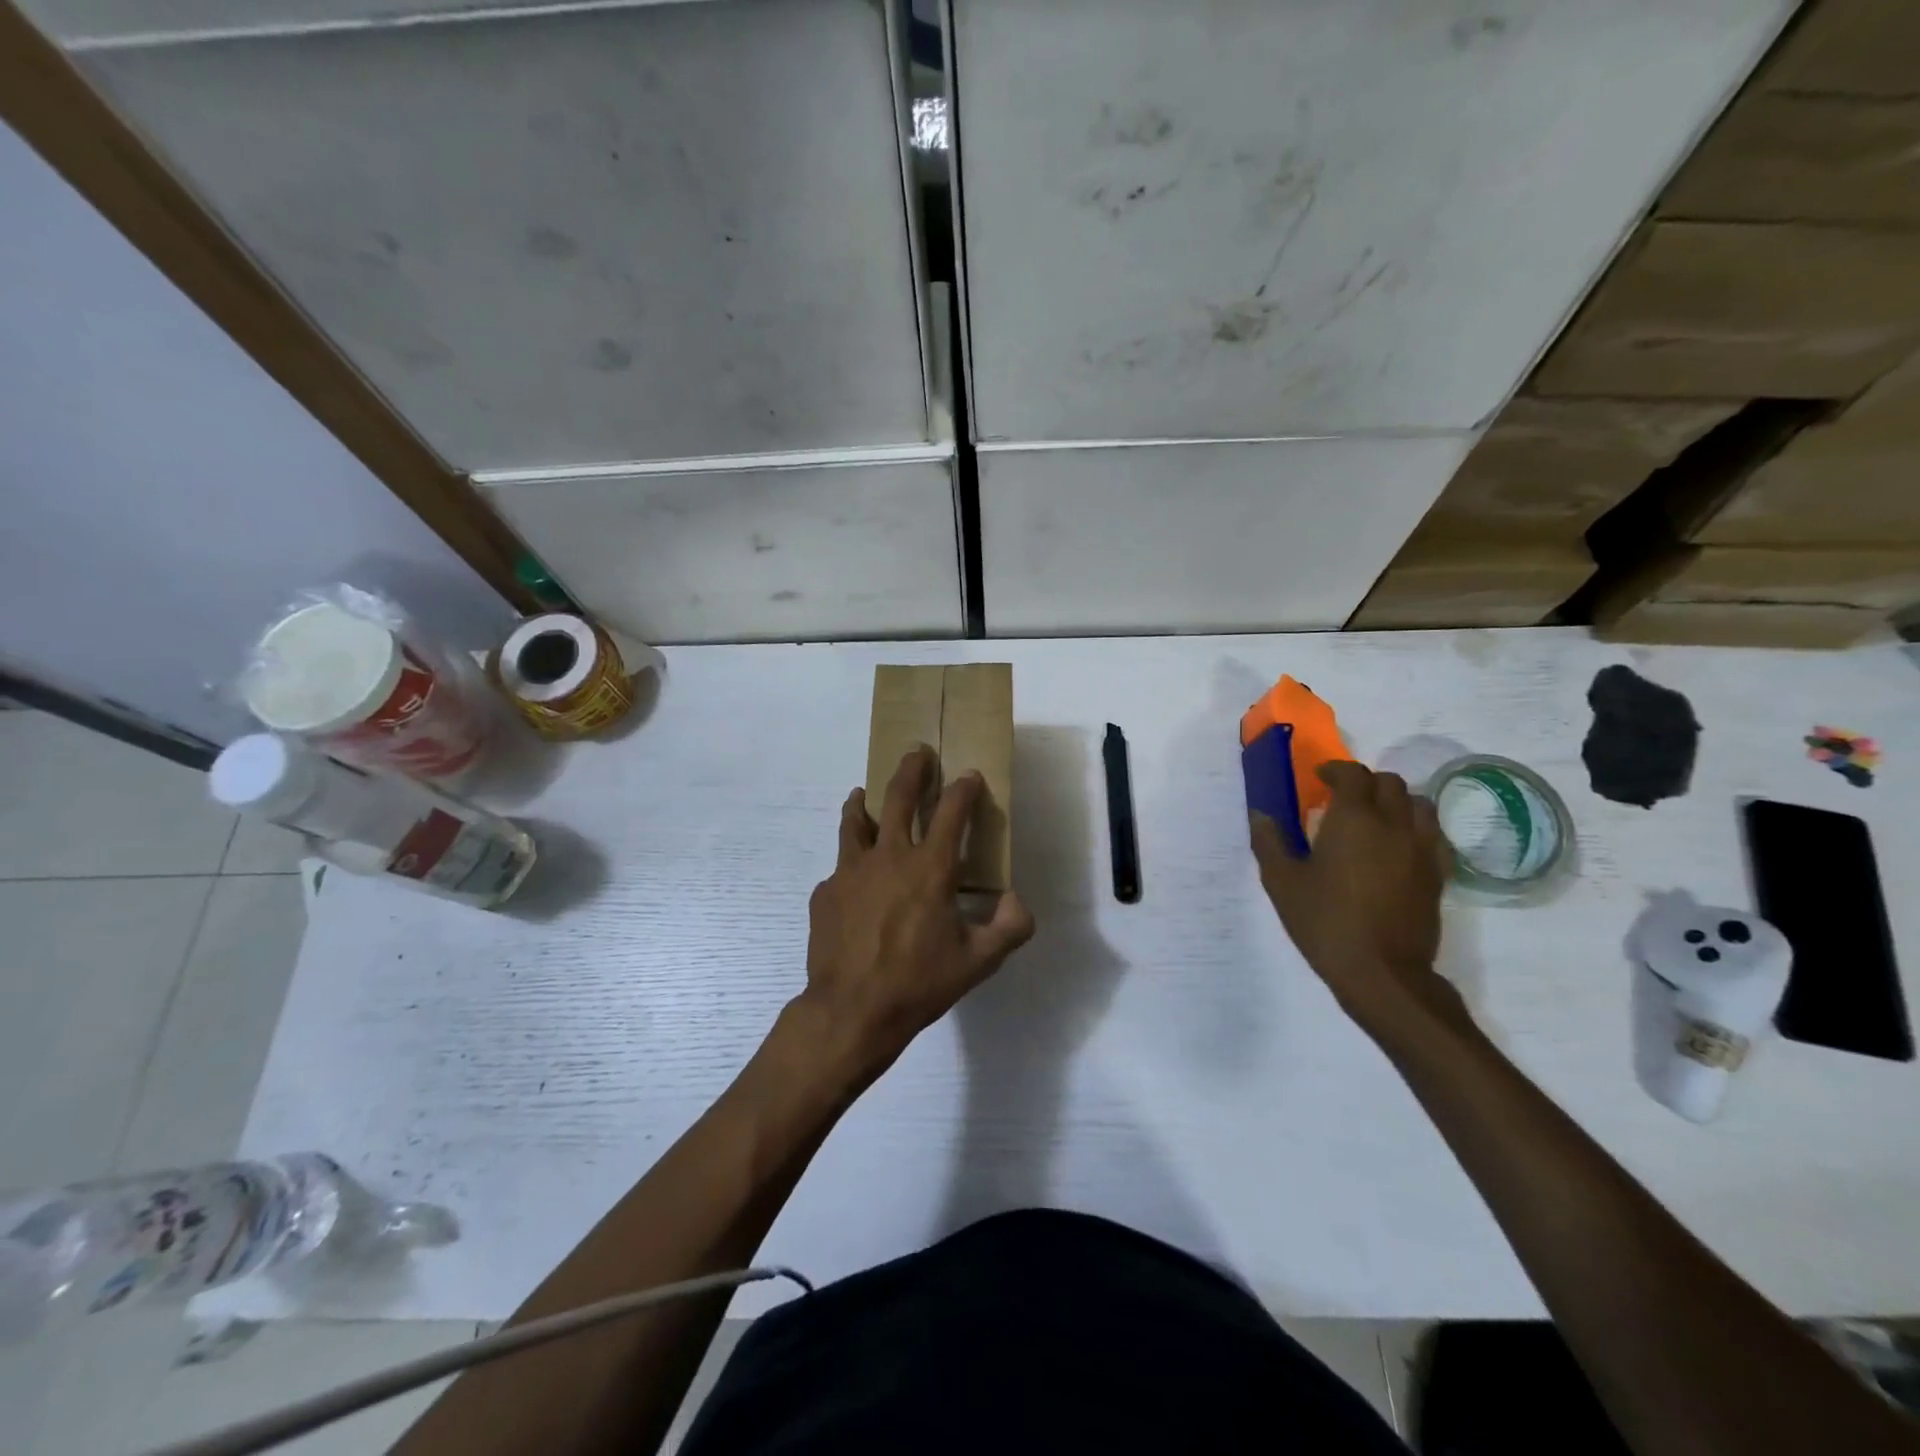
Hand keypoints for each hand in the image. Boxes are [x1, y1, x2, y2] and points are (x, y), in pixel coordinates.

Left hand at [800, 745, 1034, 1082]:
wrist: (852, 1011)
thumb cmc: (920, 983)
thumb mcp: (979, 962)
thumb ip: (1009, 926)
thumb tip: (1015, 899)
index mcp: (930, 868)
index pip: (952, 812)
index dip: (964, 788)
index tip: (969, 775)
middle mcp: (889, 856)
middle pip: (897, 797)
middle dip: (911, 769)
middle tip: (917, 752)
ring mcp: (850, 871)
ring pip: (855, 821)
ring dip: (862, 802)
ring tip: (860, 793)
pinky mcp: (825, 892)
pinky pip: (840, 868)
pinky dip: (850, 865)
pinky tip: (853, 882)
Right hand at [1250, 761, 1461, 1035]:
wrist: (1382, 972)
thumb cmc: (1325, 921)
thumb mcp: (1282, 882)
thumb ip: (1269, 842)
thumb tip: (1261, 814)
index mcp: (1354, 819)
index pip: (1353, 775)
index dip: (1335, 770)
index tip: (1319, 779)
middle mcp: (1393, 824)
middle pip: (1389, 783)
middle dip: (1364, 783)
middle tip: (1342, 800)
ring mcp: (1421, 848)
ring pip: (1418, 803)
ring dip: (1394, 801)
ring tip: (1374, 819)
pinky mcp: (1436, 873)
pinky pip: (1431, 833)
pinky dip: (1413, 827)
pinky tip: (1395, 847)